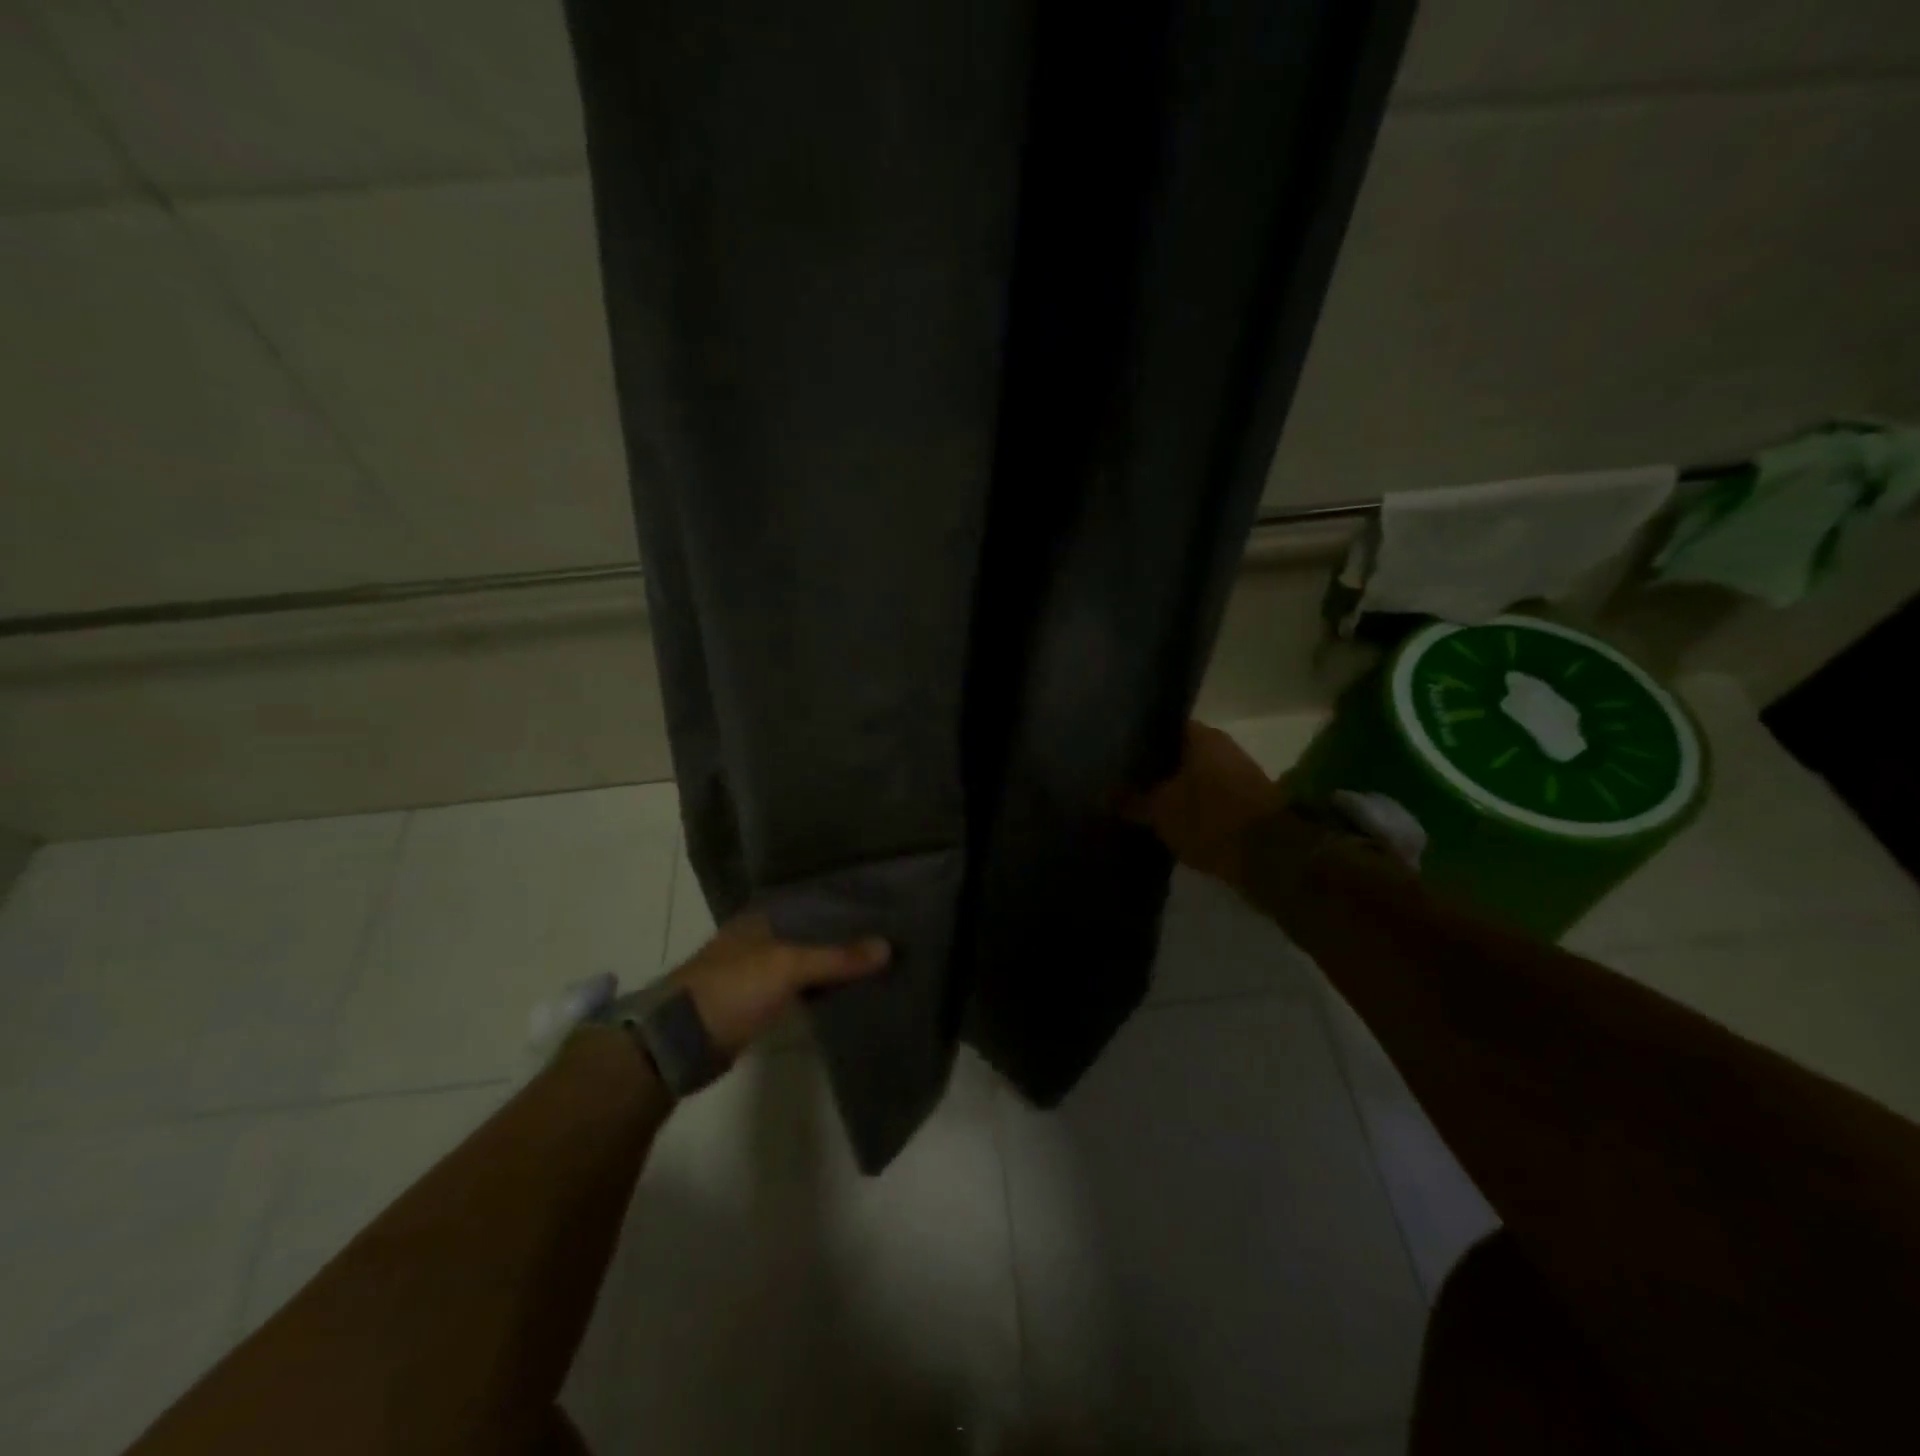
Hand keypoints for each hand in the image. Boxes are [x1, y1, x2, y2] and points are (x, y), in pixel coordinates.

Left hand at [665, 912, 890, 1058]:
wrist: (680, 1041)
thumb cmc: (732, 987)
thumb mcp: (788, 967)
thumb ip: (837, 957)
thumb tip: (888, 947)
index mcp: (762, 917)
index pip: (813, 903)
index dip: (845, 906)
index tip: (883, 909)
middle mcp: (760, 937)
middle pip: (812, 933)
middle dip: (844, 937)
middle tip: (890, 938)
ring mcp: (757, 971)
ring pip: (807, 962)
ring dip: (834, 965)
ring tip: (879, 963)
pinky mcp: (757, 1003)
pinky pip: (800, 989)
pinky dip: (821, 989)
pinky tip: (848, 991)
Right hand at [1121, 720, 1286, 888]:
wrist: (1272, 858)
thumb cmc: (1210, 819)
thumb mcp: (1160, 812)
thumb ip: (1132, 801)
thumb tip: (1107, 796)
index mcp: (1203, 737)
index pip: (1164, 727)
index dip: (1141, 739)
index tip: (1119, 754)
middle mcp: (1224, 749)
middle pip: (1180, 754)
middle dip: (1156, 768)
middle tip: (1124, 782)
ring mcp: (1239, 777)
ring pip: (1195, 779)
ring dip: (1174, 791)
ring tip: (1141, 804)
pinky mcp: (1247, 806)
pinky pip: (1209, 801)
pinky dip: (1191, 810)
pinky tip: (1169, 822)